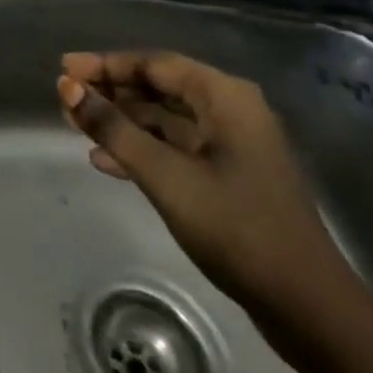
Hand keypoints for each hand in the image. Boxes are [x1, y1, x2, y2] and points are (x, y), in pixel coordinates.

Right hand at [58, 53, 358, 332]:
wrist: (308, 308)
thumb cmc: (237, 228)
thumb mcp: (166, 176)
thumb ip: (113, 129)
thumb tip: (67, 89)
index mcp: (224, 97)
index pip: (154, 64)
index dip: (106, 65)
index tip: (64, 69)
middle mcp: (230, 111)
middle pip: (159, 88)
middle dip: (111, 92)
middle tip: (66, 98)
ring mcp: (232, 146)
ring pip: (165, 120)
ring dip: (121, 121)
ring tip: (76, 126)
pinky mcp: (229, 178)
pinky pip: (176, 148)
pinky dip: (142, 150)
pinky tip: (105, 162)